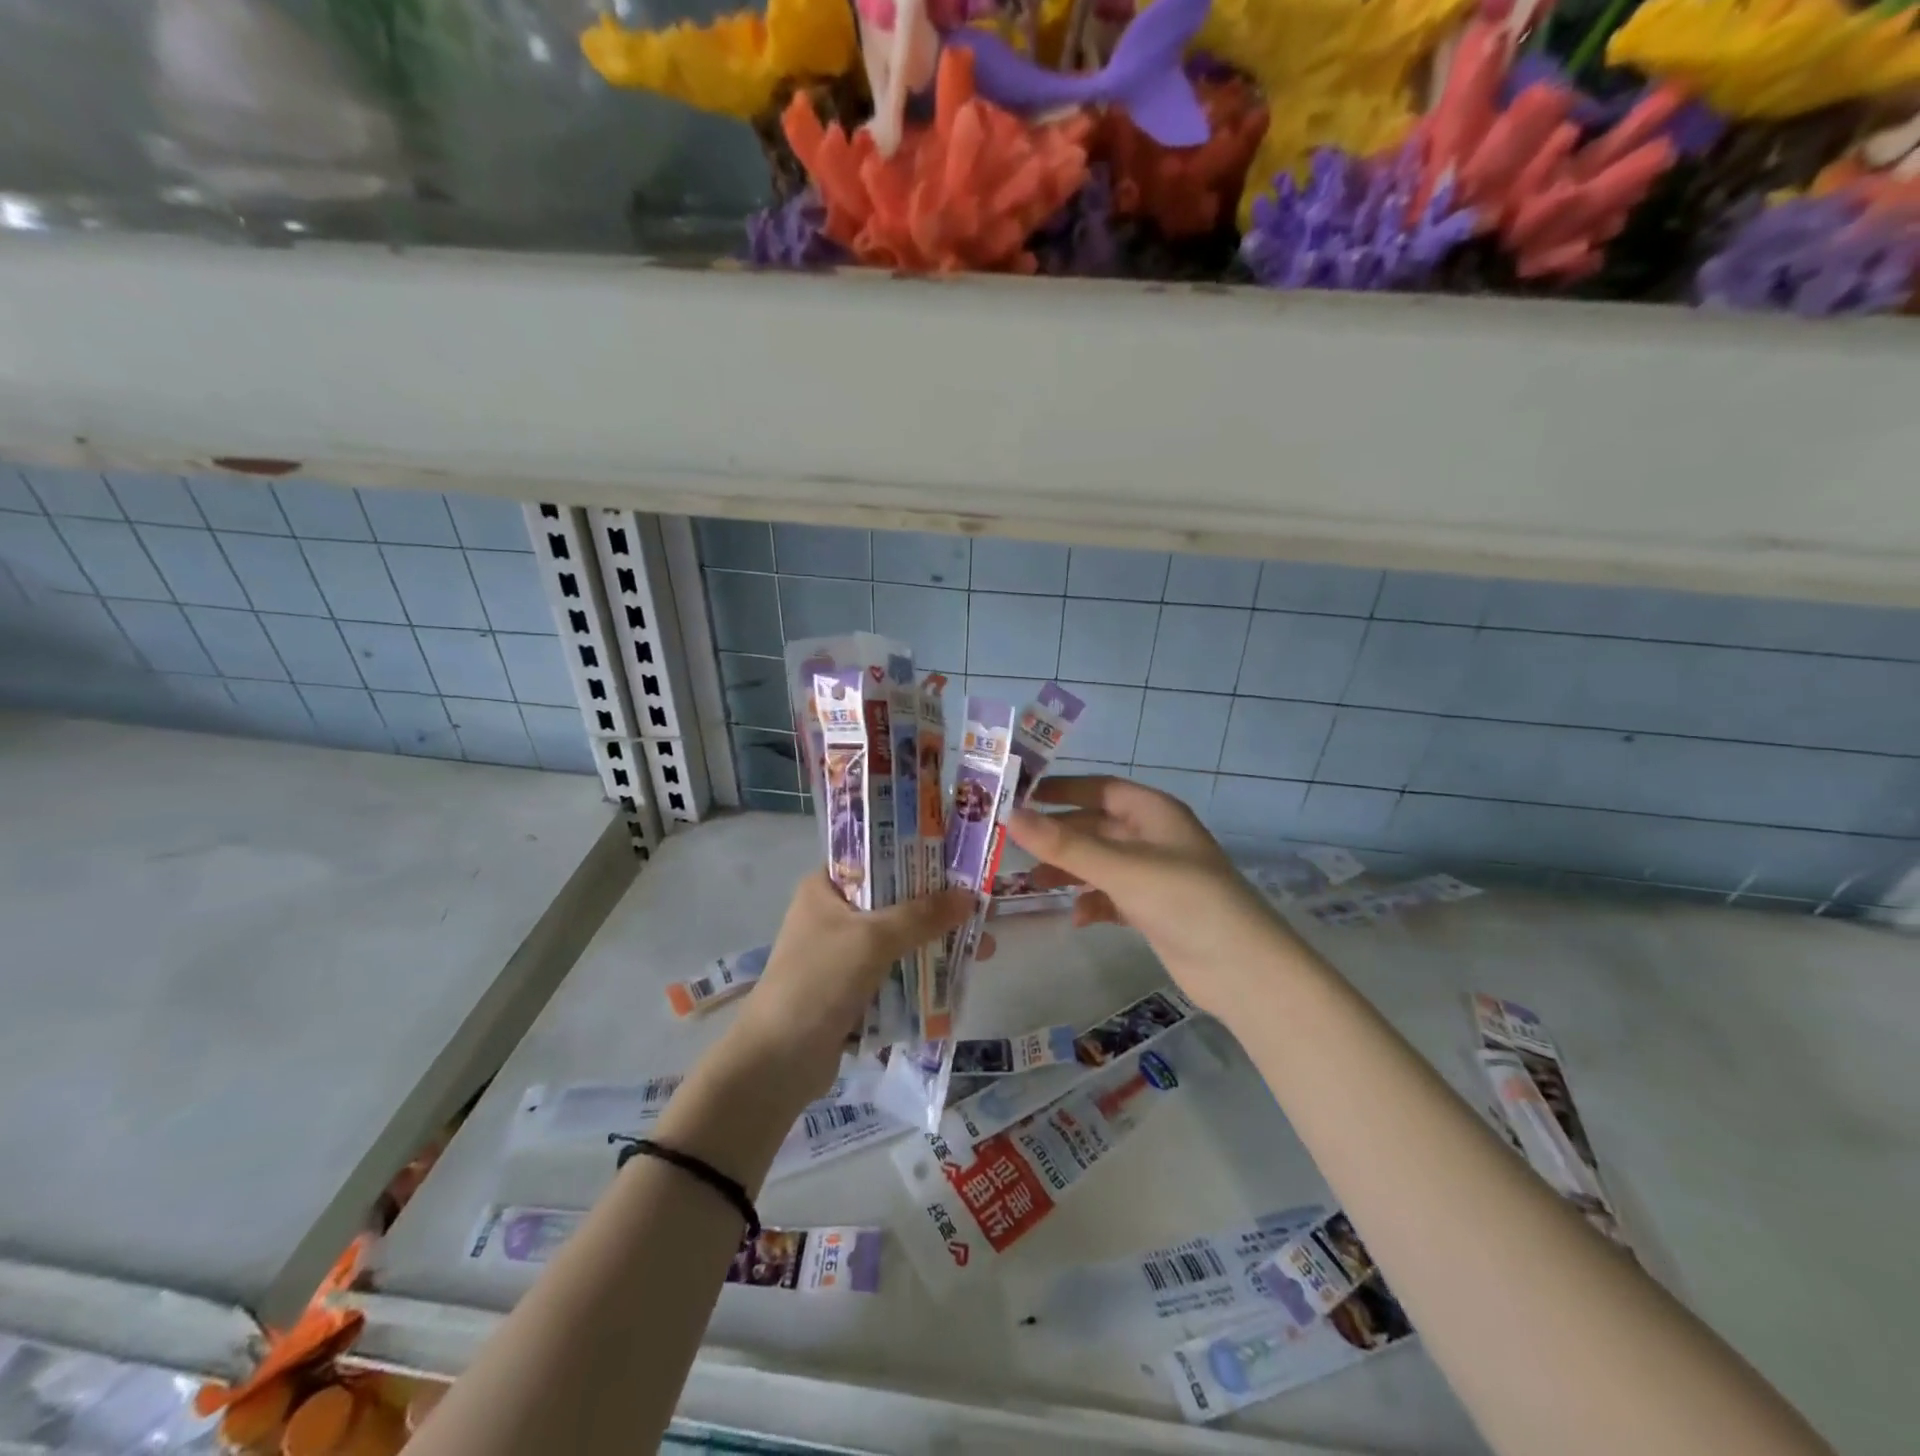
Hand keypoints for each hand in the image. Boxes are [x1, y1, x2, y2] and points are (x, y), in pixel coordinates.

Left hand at [732, 872, 974, 1095]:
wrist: (776, 1063)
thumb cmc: (818, 983)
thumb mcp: (872, 940)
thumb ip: (921, 915)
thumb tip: (970, 896)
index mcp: (825, 888)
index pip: (875, 856)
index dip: (916, 856)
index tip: (958, 860)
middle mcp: (833, 914)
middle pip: (894, 900)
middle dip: (937, 907)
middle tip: (981, 908)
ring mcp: (841, 955)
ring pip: (898, 939)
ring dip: (934, 943)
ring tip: (981, 948)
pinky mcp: (851, 990)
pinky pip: (895, 972)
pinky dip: (921, 974)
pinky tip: (957, 977)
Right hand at [1007, 776, 1297, 1017]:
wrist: (1243, 970)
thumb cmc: (1184, 900)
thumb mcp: (1121, 867)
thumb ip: (1066, 844)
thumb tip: (1011, 816)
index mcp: (1155, 813)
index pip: (1100, 789)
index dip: (1062, 790)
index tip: (1021, 797)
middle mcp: (1154, 838)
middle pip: (1096, 826)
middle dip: (1059, 835)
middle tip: (1014, 845)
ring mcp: (1155, 876)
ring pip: (1100, 863)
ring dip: (1070, 870)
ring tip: (1033, 883)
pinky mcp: (1154, 911)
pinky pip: (1112, 897)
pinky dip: (1092, 902)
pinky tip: (1076, 917)